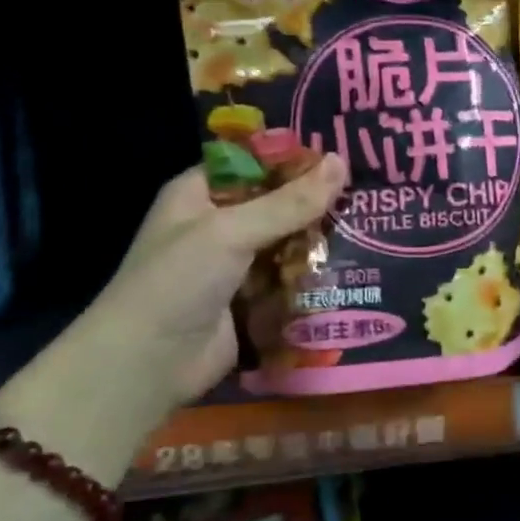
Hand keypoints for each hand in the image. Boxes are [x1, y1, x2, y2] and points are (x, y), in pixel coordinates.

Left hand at [0, 159, 345, 468]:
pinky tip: (356, 264)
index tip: (341, 154)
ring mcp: (237, 265)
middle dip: (317, 200)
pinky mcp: (254, 300)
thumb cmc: (177, 282)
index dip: (293, 157)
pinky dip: (317, 274)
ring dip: (322, 238)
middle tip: (367, 191)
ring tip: (372, 225)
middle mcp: (219, 225)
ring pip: (290, 241)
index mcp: (200, 194)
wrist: (148, 365)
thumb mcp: (231, 231)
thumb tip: (341, 161)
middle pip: (277, 203)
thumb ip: (290, 202)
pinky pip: (293, 278)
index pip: (252, 162)